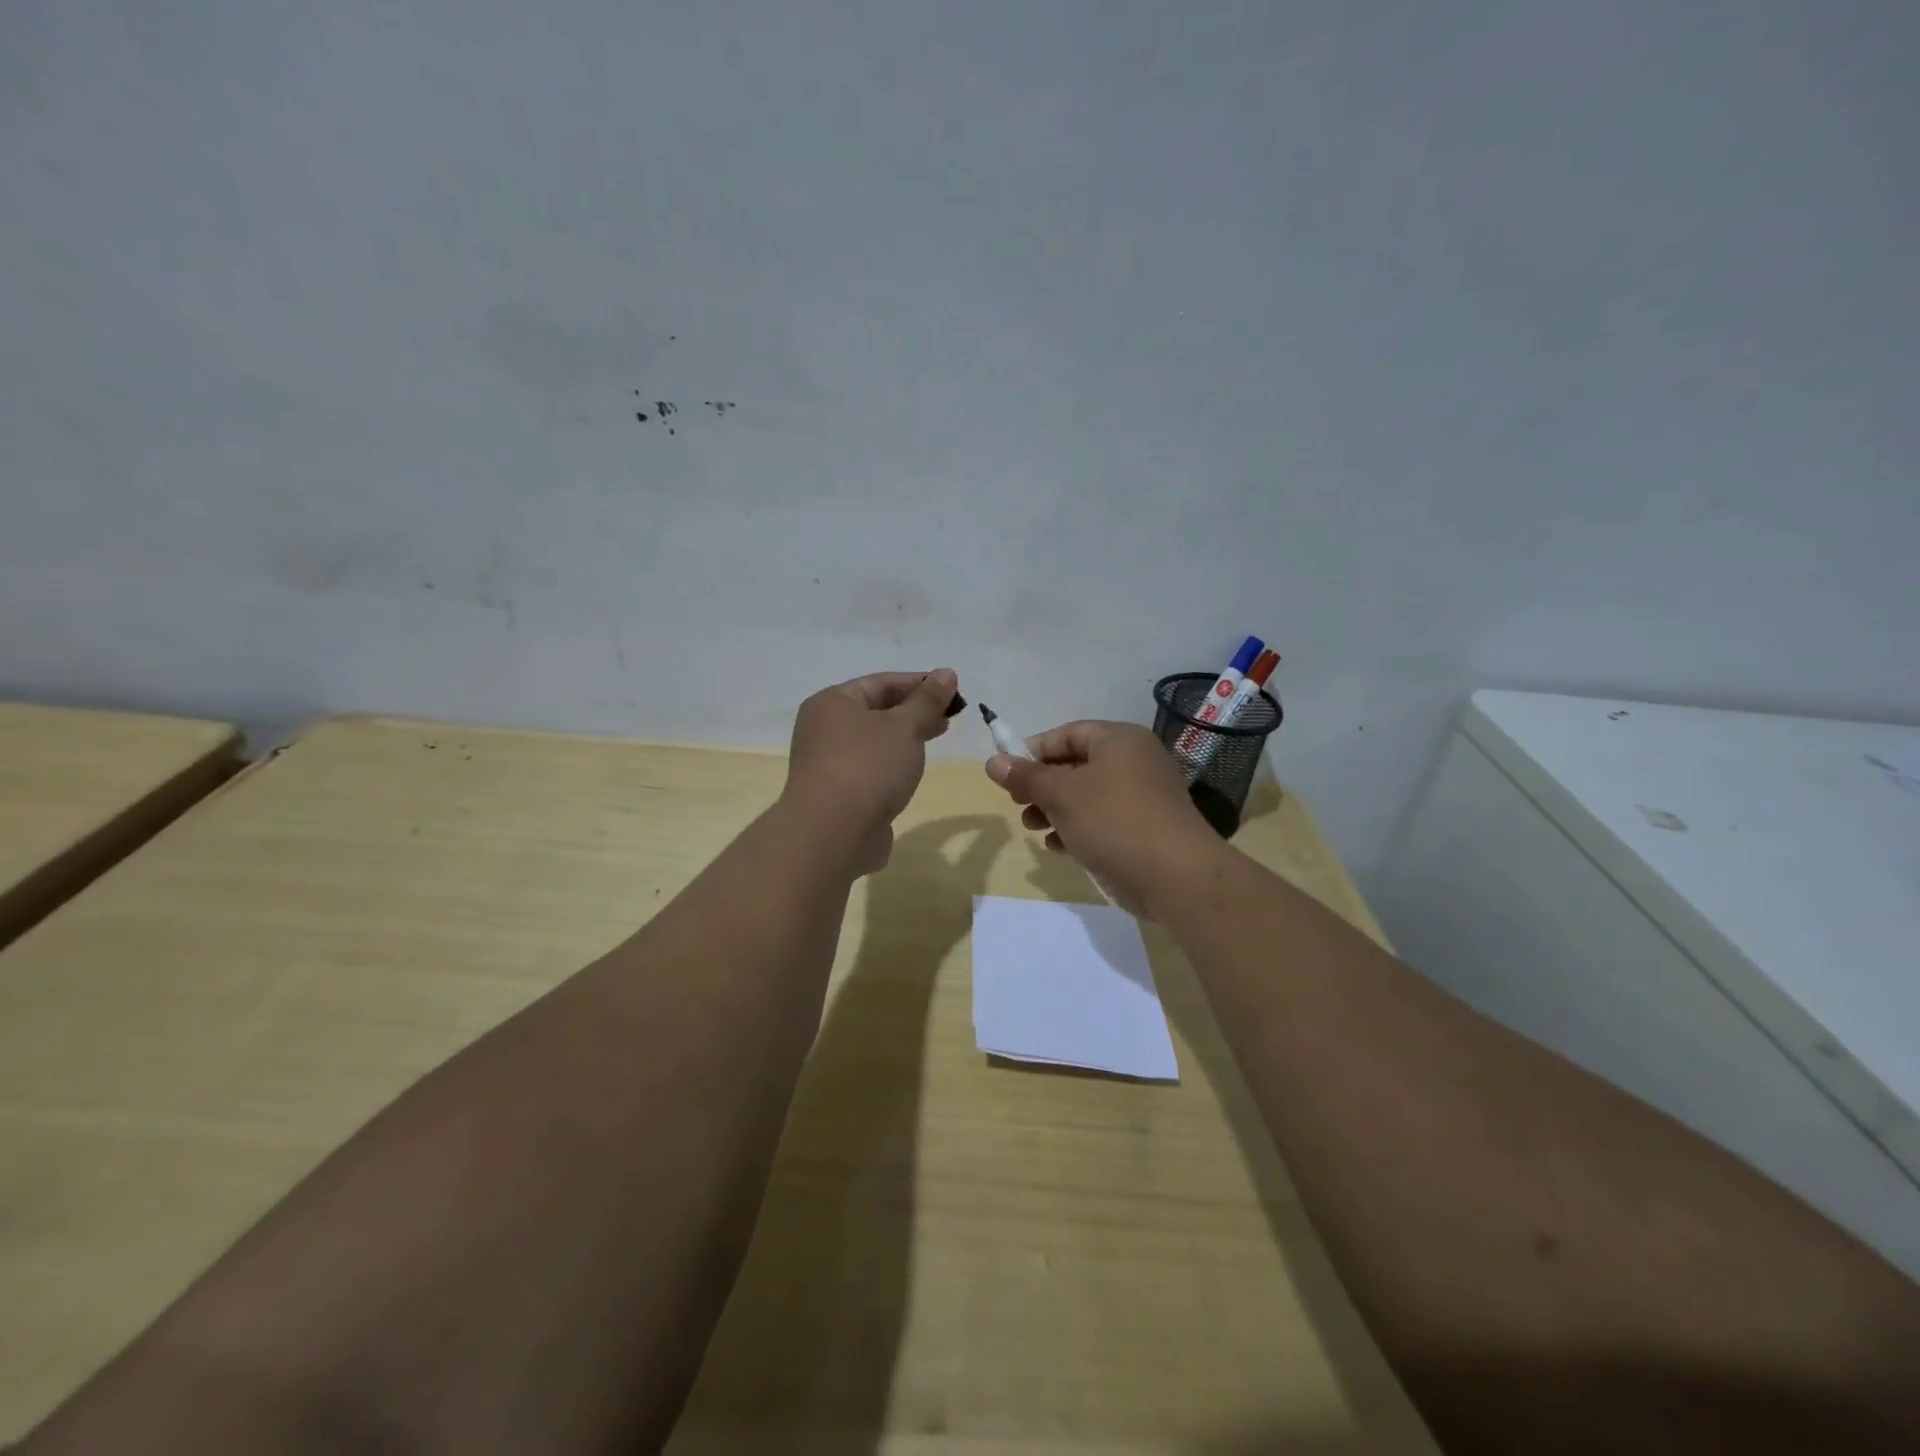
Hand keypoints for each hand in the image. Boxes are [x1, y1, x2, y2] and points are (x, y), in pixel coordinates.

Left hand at [784, 669, 958, 873]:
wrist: (832, 834)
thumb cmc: (868, 767)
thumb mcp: (905, 727)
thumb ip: (927, 701)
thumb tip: (946, 673)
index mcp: (833, 702)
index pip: (882, 682)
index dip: (920, 683)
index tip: (954, 691)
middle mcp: (823, 728)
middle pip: (876, 710)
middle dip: (914, 711)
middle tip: (950, 717)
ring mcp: (827, 763)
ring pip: (873, 741)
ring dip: (904, 738)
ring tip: (936, 739)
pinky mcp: (836, 794)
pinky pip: (869, 769)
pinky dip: (892, 765)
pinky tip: (911, 772)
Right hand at [986, 721, 1223, 916]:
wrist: (1176, 877)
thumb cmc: (1114, 822)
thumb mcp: (1061, 795)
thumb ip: (1026, 777)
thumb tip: (993, 761)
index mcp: (1119, 740)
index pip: (1067, 733)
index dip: (1033, 751)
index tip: (1007, 775)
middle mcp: (1135, 760)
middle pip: (1077, 764)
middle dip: (1042, 786)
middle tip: (1018, 805)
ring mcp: (1144, 795)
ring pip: (1088, 795)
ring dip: (1056, 810)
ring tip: (1034, 829)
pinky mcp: (1147, 827)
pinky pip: (1104, 818)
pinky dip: (1079, 828)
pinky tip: (1059, 847)